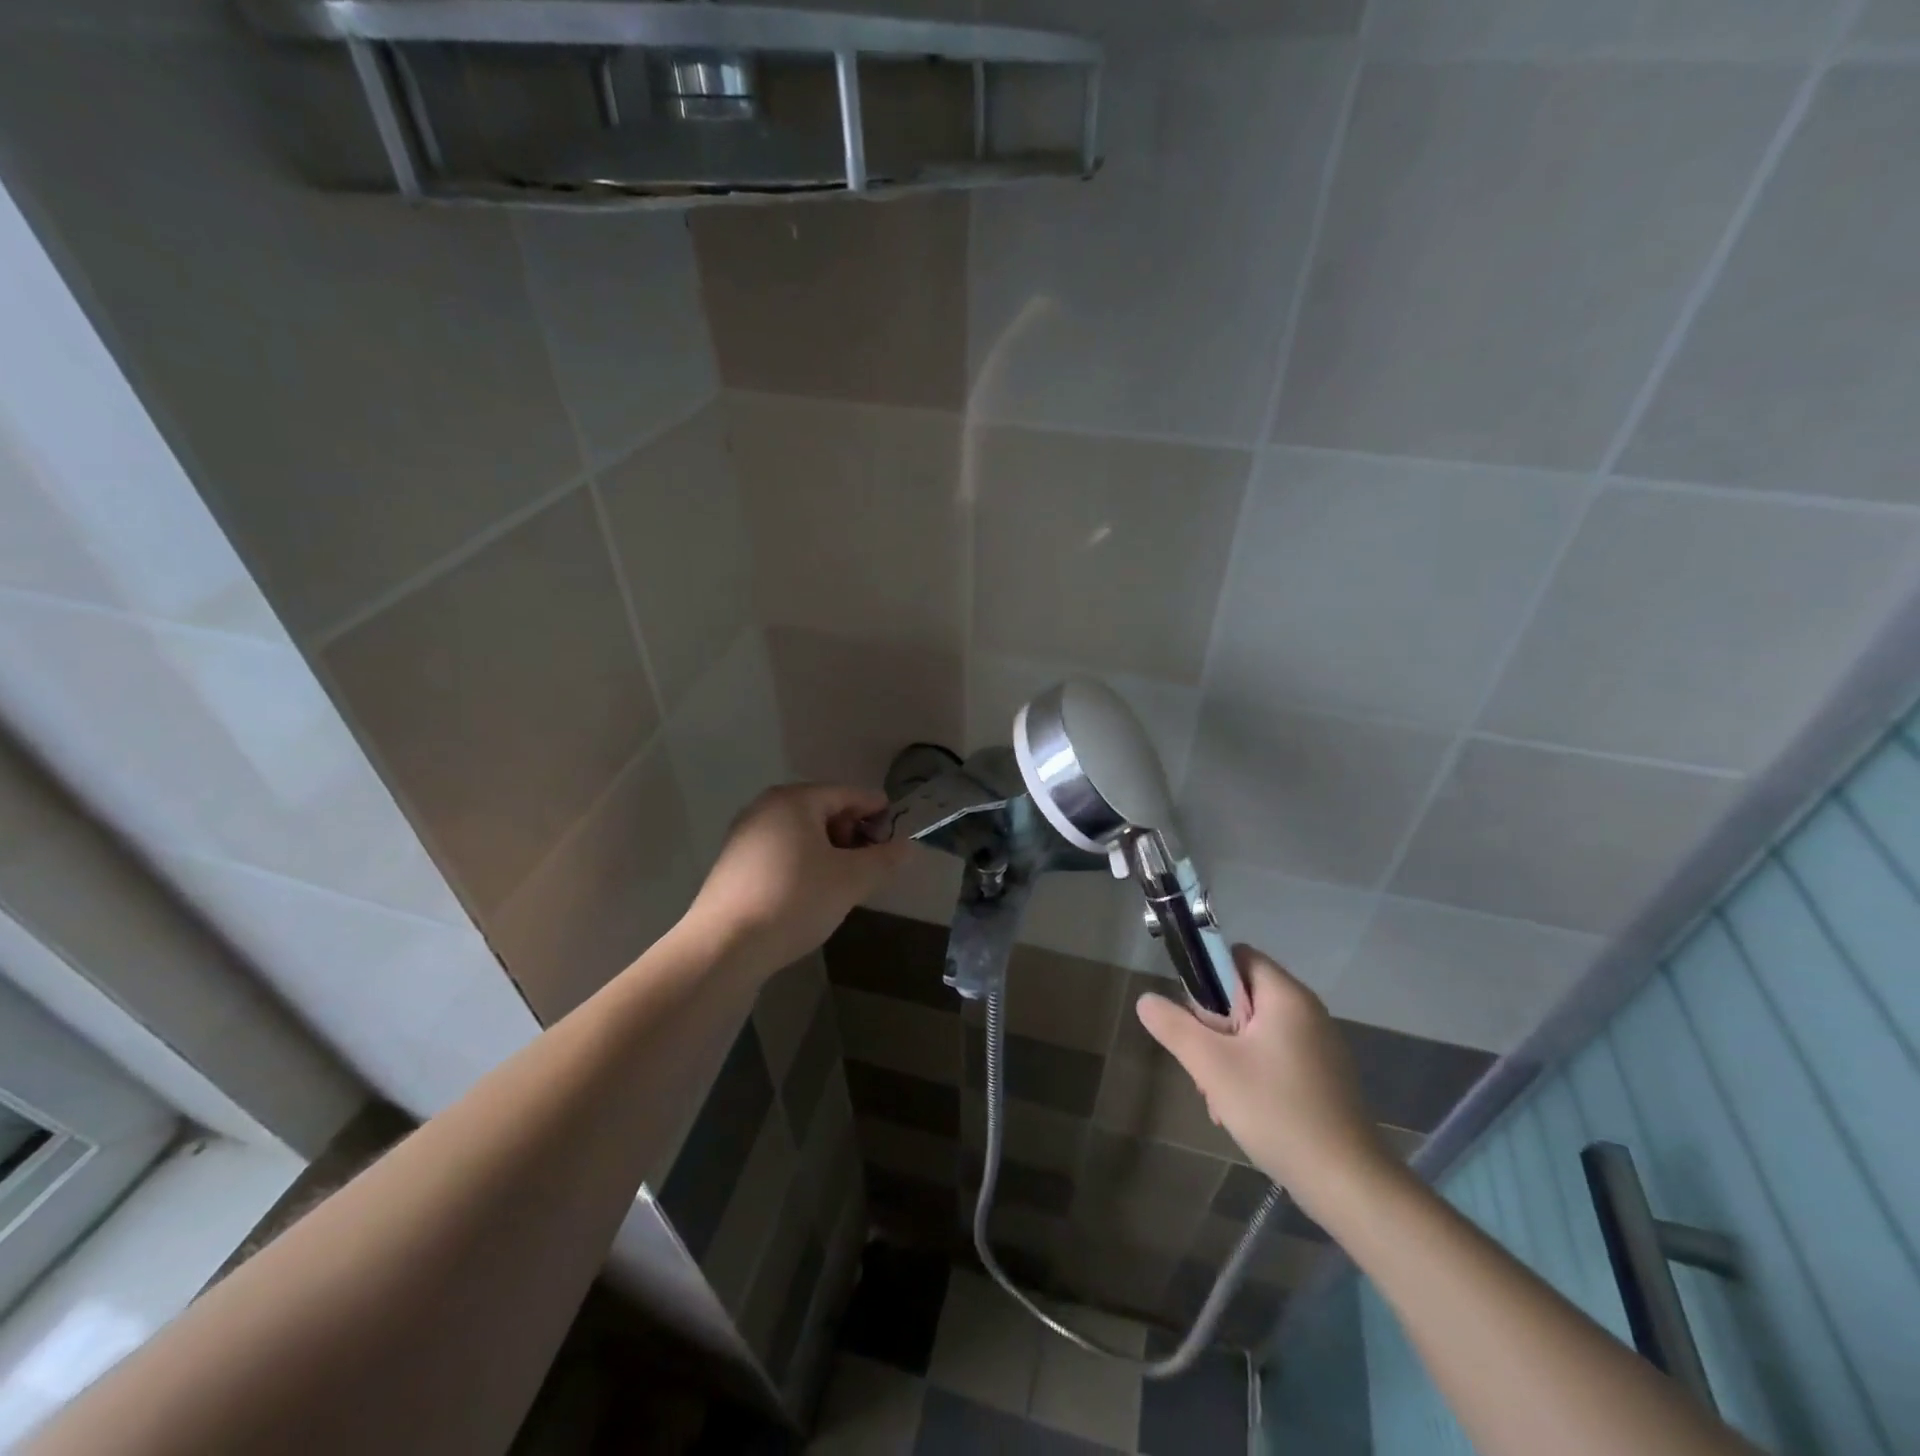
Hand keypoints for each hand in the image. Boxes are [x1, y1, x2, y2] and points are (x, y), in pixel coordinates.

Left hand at [680, 784, 910, 977]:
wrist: (725, 945)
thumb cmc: (795, 899)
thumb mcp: (851, 880)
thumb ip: (884, 859)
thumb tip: (907, 847)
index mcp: (796, 799)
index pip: (850, 794)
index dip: (878, 811)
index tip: (898, 835)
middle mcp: (767, 807)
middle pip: (824, 810)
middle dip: (853, 832)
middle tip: (872, 863)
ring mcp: (746, 834)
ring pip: (802, 832)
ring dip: (830, 850)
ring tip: (846, 880)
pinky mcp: (734, 863)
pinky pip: (782, 851)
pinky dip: (805, 862)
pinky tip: (813, 891)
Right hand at [1137, 946, 1393, 1221]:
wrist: (1347, 1183)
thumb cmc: (1276, 1110)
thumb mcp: (1212, 1066)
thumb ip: (1175, 1027)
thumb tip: (1146, 1000)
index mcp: (1286, 996)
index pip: (1238, 956)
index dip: (1208, 976)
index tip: (1194, 1016)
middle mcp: (1308, 1012)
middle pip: (1244, 997)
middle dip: (1215, 1027)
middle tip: (1204, 1065)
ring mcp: (1320, 1047)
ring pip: (1256, 1032)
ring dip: (1229, 1056)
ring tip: (1219, 1097)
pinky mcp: (1324, 1078)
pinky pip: (1276, 1057)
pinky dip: (1253, 1074)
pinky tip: (1242, 1110)